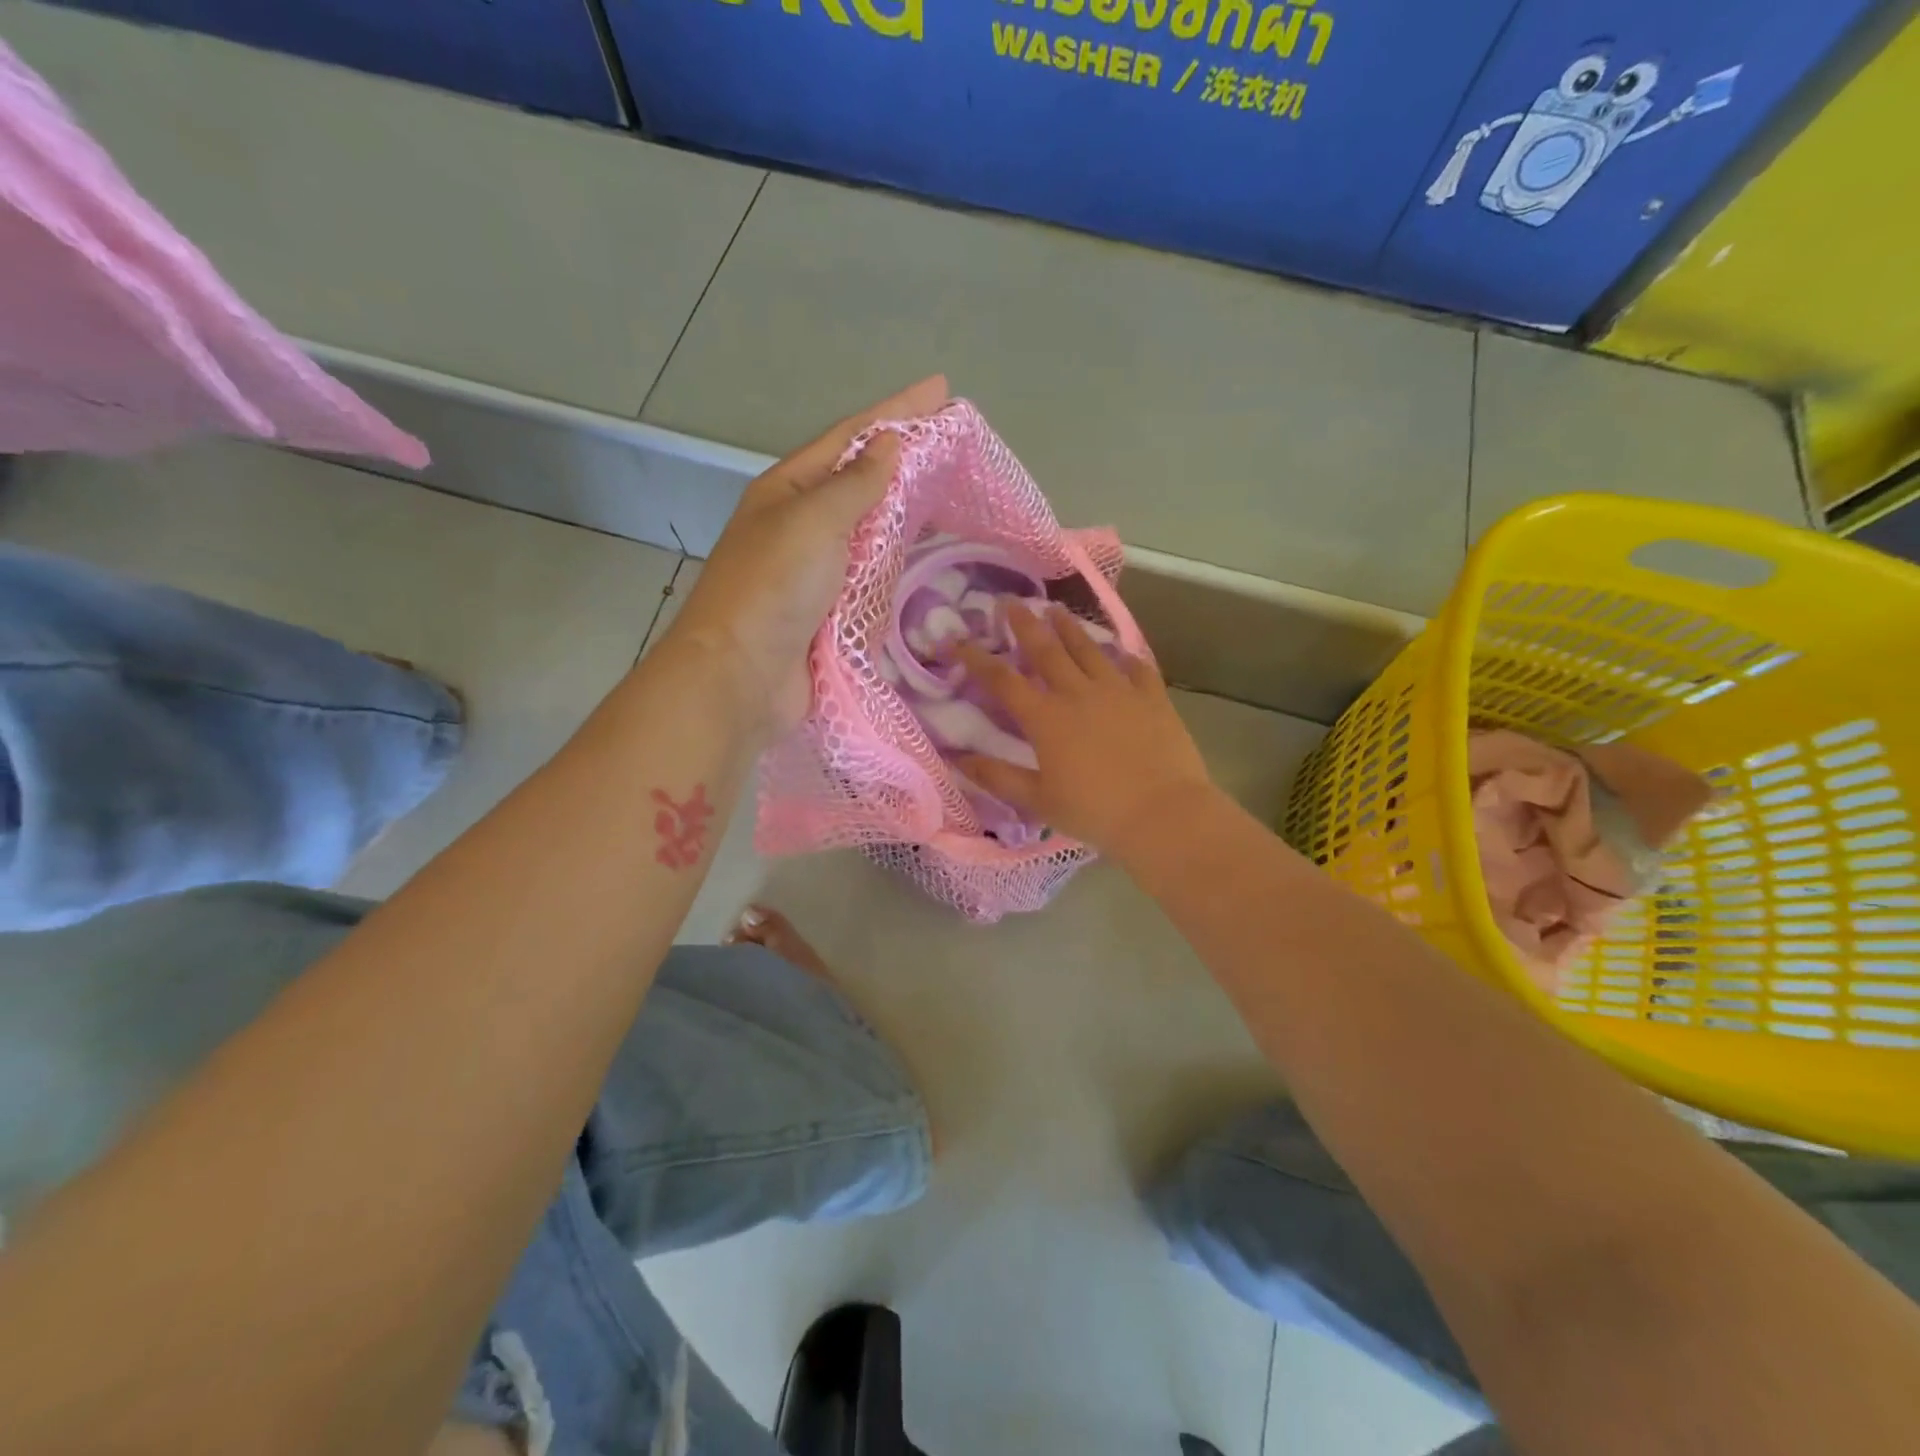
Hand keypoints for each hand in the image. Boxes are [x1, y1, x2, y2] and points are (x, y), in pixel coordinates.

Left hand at [665, 376, 949, 735]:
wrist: (741, 676)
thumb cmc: (771, 588)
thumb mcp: (812, 522)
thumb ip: (855, 484)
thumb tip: (889, 445)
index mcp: (788, 491)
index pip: (850, 437)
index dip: (896, 411)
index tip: (941, 390)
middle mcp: (801, 524)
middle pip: (861, 481)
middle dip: (905, 461)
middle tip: (955, 445)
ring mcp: (816, 570)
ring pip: (870, 530)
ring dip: (904, 512)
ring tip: (950, 492)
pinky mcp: (831, 611)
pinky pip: (872, 576)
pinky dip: (897, 563)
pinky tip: (924, 553)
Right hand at [956, 605, 1214, 859]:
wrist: (1163, 813)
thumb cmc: (1095, 812)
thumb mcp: (1038, 801)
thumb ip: (997, 777)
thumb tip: (958, 760)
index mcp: (1047, 719)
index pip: (1002, 680)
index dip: (976, 658)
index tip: (956, 639)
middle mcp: (1079, 694)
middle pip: (1046, 650)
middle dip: (1025, 624)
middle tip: (1010, 601)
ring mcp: (1119, 691)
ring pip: (1089, 650)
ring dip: (1070, 628)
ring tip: (1057, 610)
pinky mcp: (1152, 698)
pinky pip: (1137, 668)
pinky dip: (1126, 657)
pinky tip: (1122, 652)